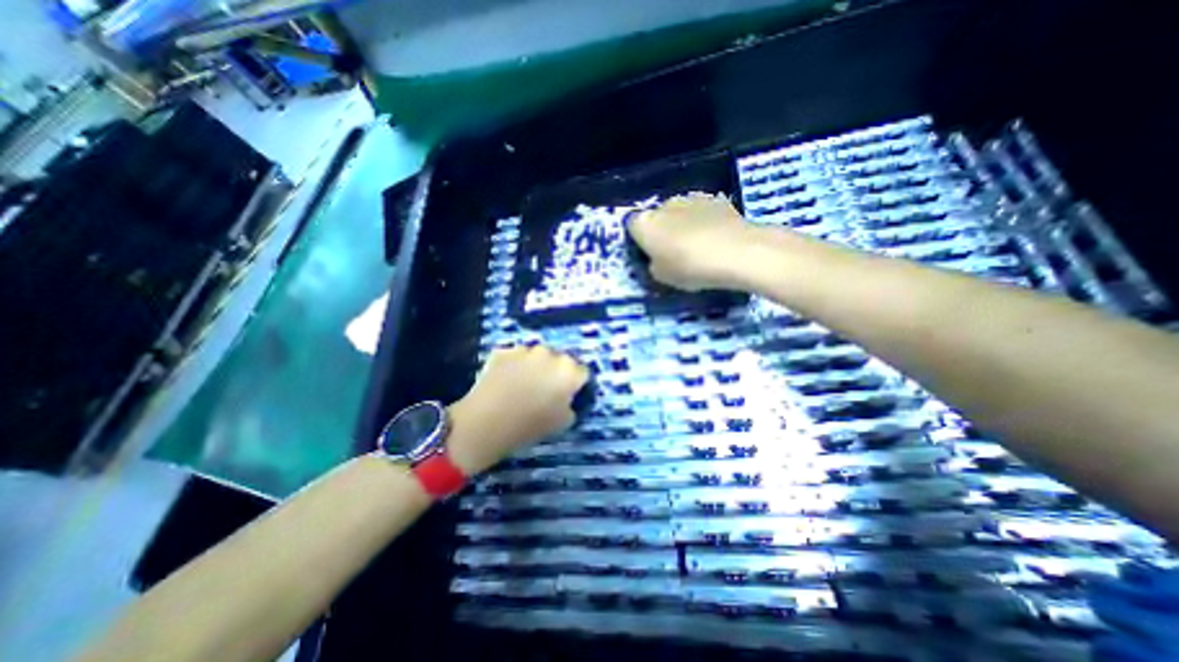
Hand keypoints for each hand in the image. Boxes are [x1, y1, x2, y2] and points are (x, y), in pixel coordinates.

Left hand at [445, 344, 587, 471]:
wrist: (485, 423)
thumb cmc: (529, 426)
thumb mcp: (562, 423)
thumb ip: (571, 405)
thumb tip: (567, 399)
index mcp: (568, 371)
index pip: (582, 372)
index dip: (576, 384)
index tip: (568, 394)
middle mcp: (549, 354)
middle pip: (559, 360)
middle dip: (555, 371)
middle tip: (545, 389)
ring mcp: (525, 350)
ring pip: (536, 356)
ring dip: (534, 366)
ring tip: (522, 384)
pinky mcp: (504, 351)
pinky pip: (515, 357)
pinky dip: (514, 365)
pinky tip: (506, 381)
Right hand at [625, 193, 754, 292]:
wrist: (736, 252)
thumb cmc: (689, 267)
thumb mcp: (662, 277)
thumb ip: (654, 264)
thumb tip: (658, 259)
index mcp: (645, 223)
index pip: (632, 226)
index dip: (639, 240)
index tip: (649, 254)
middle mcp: (664, 205)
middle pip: (657, 217)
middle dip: (662, 231)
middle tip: (673, 252)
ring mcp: (691, 199)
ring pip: (680, 213)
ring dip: (683, 225)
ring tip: (698, 247)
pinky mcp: (716, 199)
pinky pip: (702, 212)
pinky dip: (704, 222)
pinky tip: (715, 239)